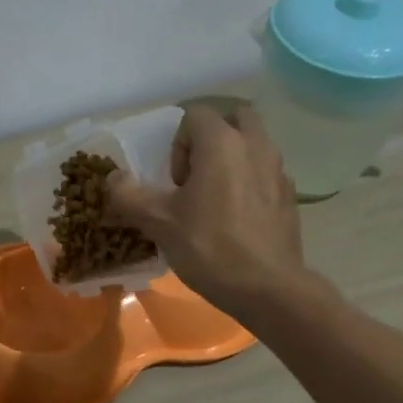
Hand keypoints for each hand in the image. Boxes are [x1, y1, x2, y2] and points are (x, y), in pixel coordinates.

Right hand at [106, 104, 306, 320]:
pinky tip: (237, 220)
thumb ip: (129, 195)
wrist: (267, 288)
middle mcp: (256, 145)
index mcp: (222, 142)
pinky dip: (250, 183)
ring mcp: (278, 170)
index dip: (177, 145)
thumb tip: (113, 178)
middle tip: (196, 179)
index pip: (194, 115)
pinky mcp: (290, 196)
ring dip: (232, 160)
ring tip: (215, 201)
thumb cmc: (209, 247)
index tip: (174, 183)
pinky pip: (265, 173)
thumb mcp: (158, 223)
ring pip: (253, 145)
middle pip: (232, 119)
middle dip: (210, 140)